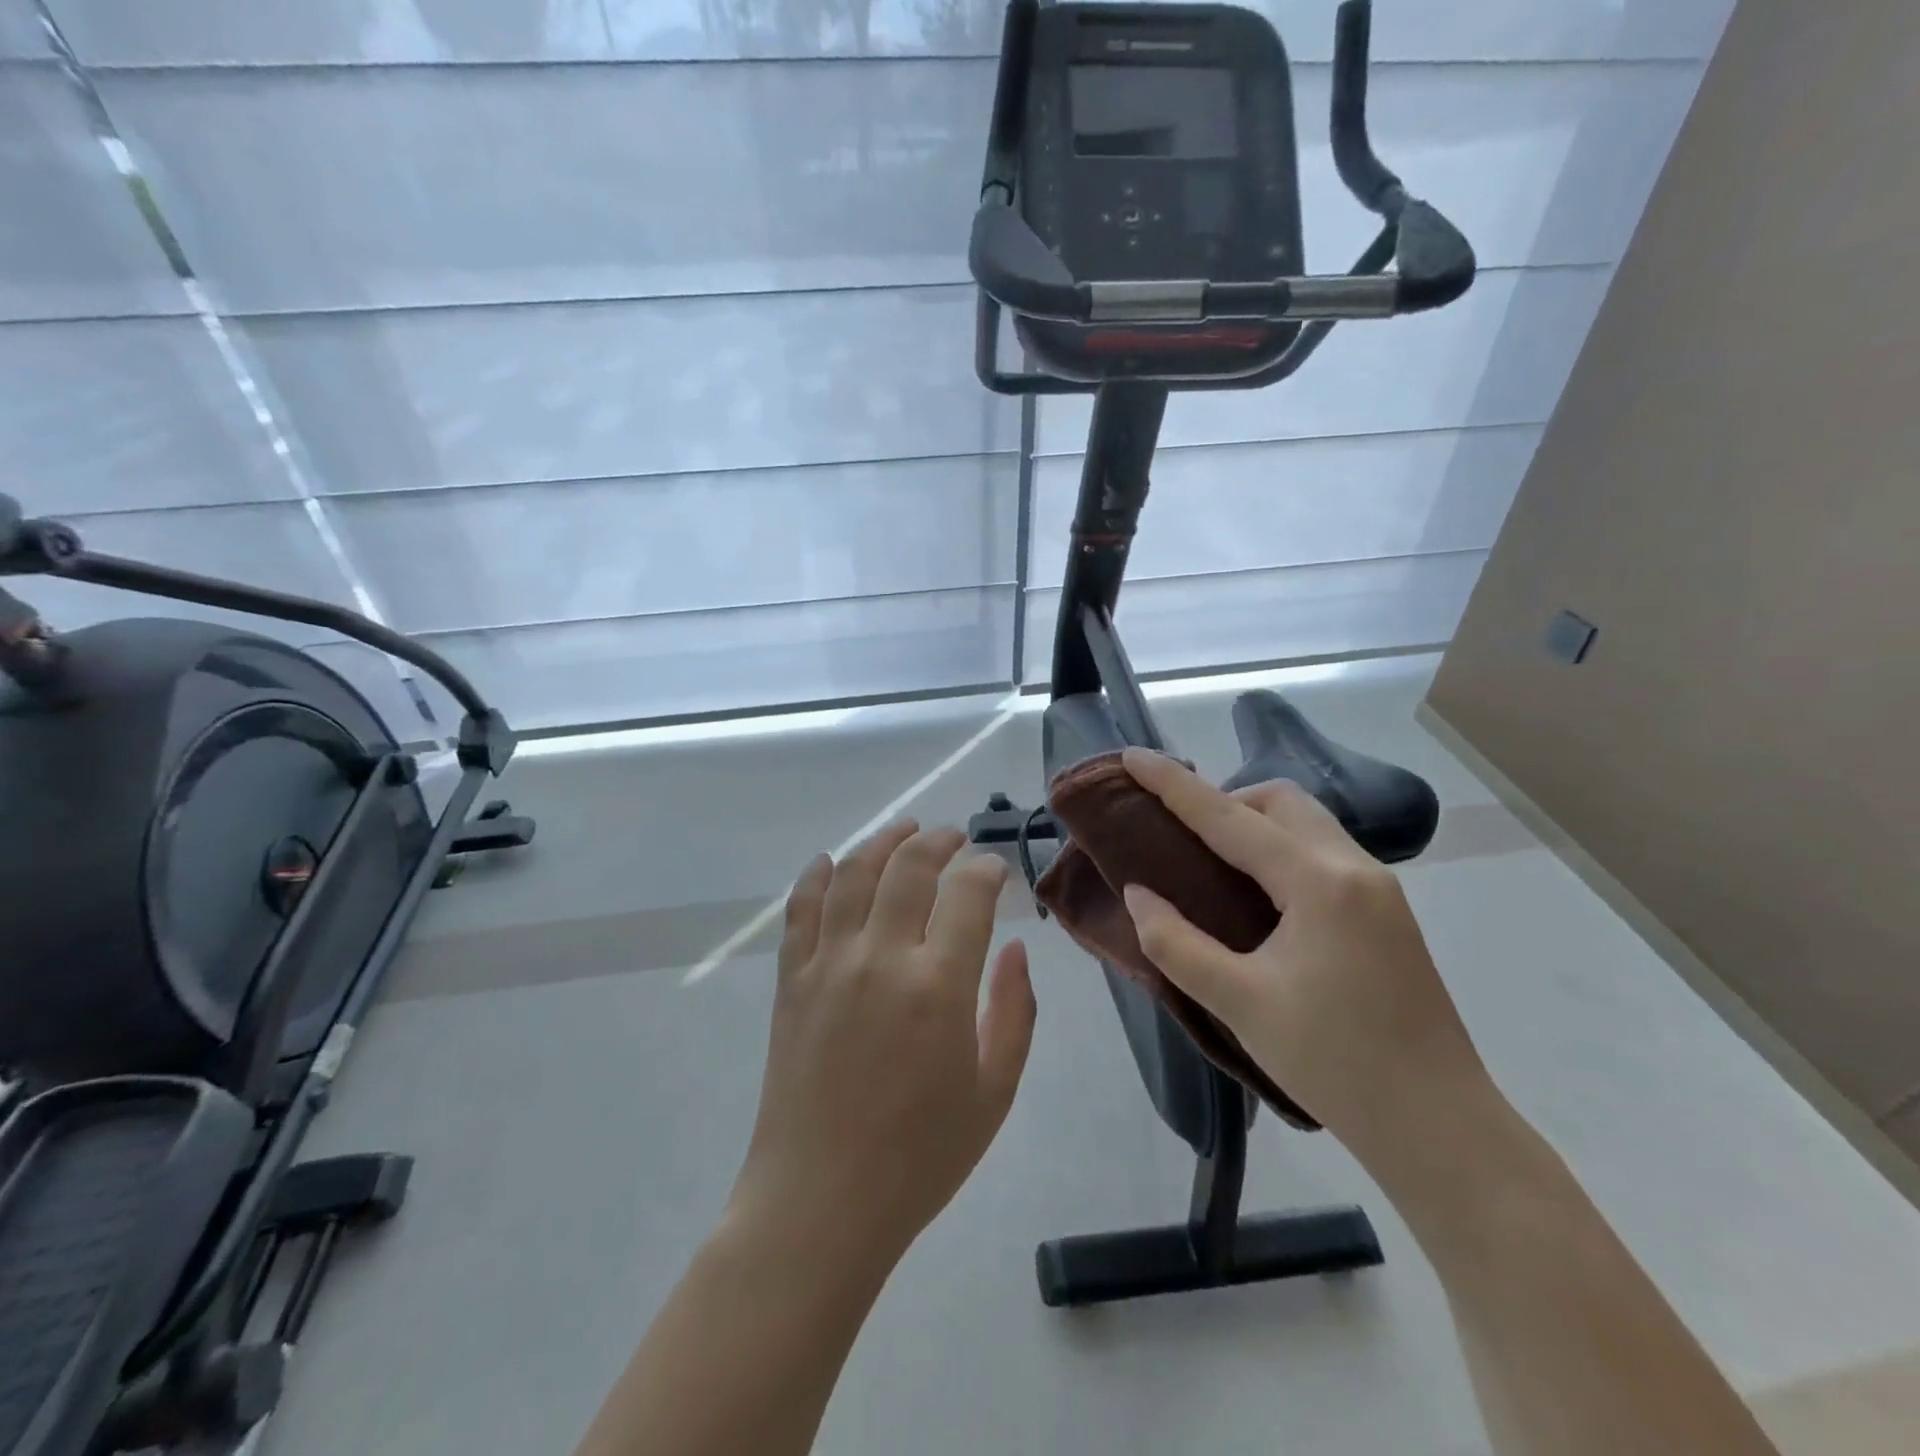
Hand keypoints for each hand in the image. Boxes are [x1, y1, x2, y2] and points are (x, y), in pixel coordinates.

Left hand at [729, 821, 1036, 1267]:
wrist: (820, 1203)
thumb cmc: (920, 1157)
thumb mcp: (994, 1093)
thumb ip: (1015, 1011)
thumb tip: (1016, 948)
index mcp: (939, 986)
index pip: (967, 893)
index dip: (985, 869)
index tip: (994, 869)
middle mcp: (881, 958)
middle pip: (909, 867)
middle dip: (938, 840)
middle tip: (954, 838)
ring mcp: (828, 964)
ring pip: (854, 874)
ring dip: (883, 841)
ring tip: (904, 830)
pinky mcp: (791, 980)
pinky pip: (802, 909)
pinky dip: (817, 876)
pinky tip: (832, 861)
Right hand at [1118, 749, 1490, 1175]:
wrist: (1440, 1128)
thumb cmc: (1335, 1063)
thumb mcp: (1240, 1003)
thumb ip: (1177, 942)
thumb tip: (1139, 894)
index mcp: (1318, 883)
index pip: (1229, 817)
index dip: (1174, 785)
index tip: (1132, 756)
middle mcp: (1354, 868)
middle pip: (1280, 802)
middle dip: (1225, 801)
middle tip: (1182, 839)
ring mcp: (1379, 889)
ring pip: (1307, 823)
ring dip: (1256, 825)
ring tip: (1214, 865)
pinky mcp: (1387, 913)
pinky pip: (1323, 853)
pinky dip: (1281, 851)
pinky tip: (1260, 897)